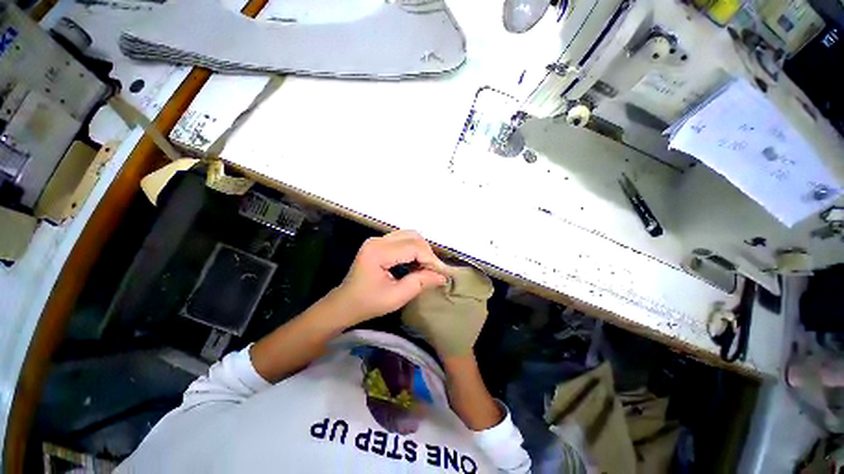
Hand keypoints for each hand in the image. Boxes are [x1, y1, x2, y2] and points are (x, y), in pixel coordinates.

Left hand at [333, 230, 448, 323]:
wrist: (345, 304)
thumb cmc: (368, 303)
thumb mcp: (396, 297)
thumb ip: (420, 283)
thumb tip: (442, 276)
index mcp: (378, 252)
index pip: (413, 247)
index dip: (431, 259)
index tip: (444, 273)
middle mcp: (377, 240)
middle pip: (412, 237)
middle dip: (428, 253)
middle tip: (436, 271)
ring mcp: (377, 240)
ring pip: (409, 236)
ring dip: (422, 250)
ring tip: (428, 267)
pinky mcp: (379, 243)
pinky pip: (403, 239)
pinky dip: (414, 249)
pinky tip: (417, 262)